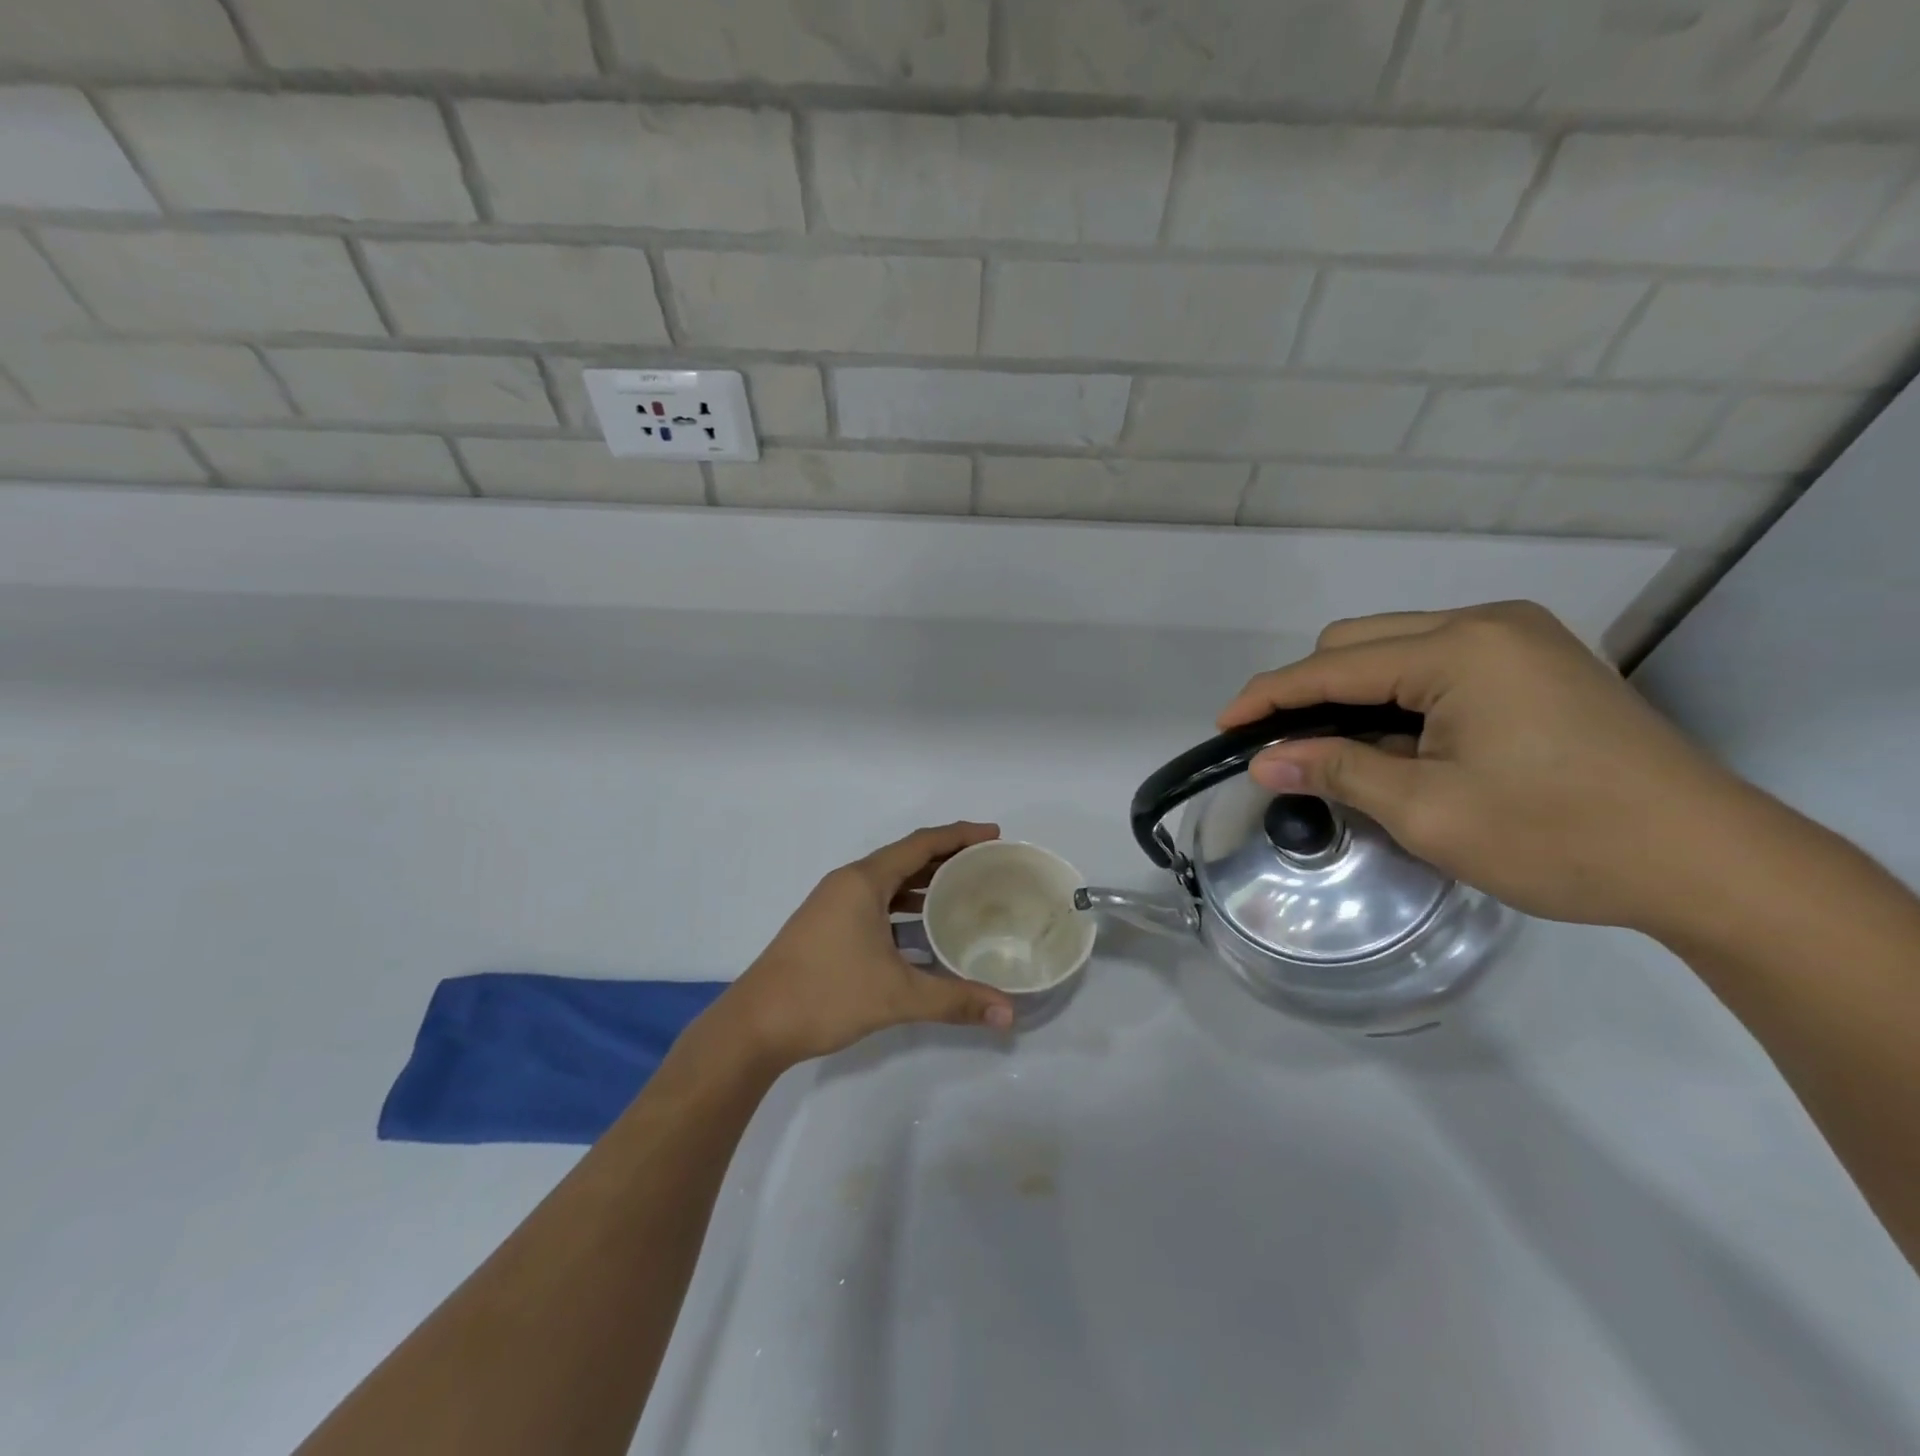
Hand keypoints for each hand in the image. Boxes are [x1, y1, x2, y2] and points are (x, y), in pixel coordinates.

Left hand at [714, 822, 1016, 1067]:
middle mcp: (849, 883)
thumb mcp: (896, 995)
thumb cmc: (825, 995)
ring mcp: (835, 905)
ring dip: (926, 885)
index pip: (921, 844)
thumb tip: (1009, 1015)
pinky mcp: (829, 927)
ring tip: (967, 894)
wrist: (755, 1026)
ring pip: (890, 884)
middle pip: (907, 859)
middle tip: (989, 866)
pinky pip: (877, 904)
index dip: (960, 835)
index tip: (995, 835)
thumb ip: (955, 1000)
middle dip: (948, 859)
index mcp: (863, 881)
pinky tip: (927, 933)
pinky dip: (905, 910)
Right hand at [1218, 601, 1754, 936]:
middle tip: (1282, 749)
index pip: (1332, 666)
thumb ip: (1337, 771)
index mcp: (1459, 649)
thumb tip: (1263, 760)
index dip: (1268, 698)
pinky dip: (1397, 698)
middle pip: (1359, 643)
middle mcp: (1487, 624)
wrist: (1710, 863)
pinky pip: (1437, 665)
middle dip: (1309, 693)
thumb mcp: (1428, 811)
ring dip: (1353, 696)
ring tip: (1335, 751)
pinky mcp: (1538, 663)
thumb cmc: (1560, 837)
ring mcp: (1519, 639)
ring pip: (1396, 650)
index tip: (1223, 728)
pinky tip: (1396, 741)